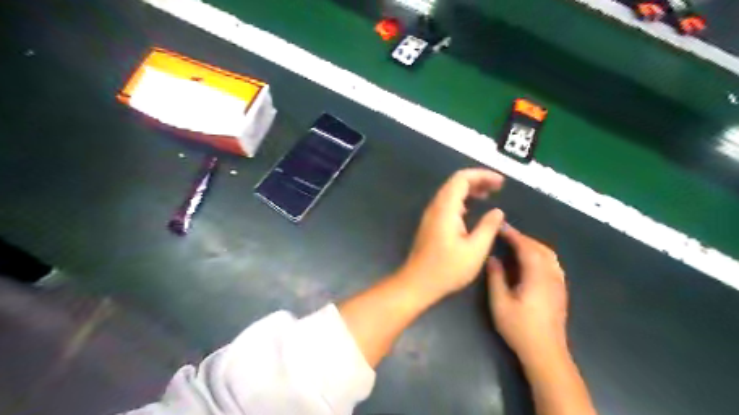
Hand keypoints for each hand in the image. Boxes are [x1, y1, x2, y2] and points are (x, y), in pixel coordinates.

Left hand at [398, 167, 508, 298]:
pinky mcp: (431, 224)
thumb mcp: (475, 250)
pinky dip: (462, 200)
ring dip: (470, 190)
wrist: (417, 283)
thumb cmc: (447, 269)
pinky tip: (473, 209)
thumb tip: (497, 211)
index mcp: (445, 209)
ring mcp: (431, 215)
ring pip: (450, 193)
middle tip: (498, 187)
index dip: (482, 175)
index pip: (461, 179)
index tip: (501, 182)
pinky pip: (447, 203)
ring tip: (489, 195)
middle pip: (455, 183)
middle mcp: (436, 207)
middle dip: (477, 180)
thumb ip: (488, 227)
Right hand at [490, 226, 566, 366]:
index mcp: (537, 277)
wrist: (546, 353)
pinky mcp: (560, 291)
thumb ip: (496, 278)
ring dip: (533, 245)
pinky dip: (540, 255)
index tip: (501, 227)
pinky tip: (530, 261)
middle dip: (524, 238)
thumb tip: (493, 258)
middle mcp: (552, 276)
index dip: (514, 235)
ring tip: (517, 244)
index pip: (527, 248)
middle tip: (507, 234)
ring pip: (550, 255)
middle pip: (541, 248)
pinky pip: (553, 264)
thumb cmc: (519, 328)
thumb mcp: (500, 303)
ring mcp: (559, 284)